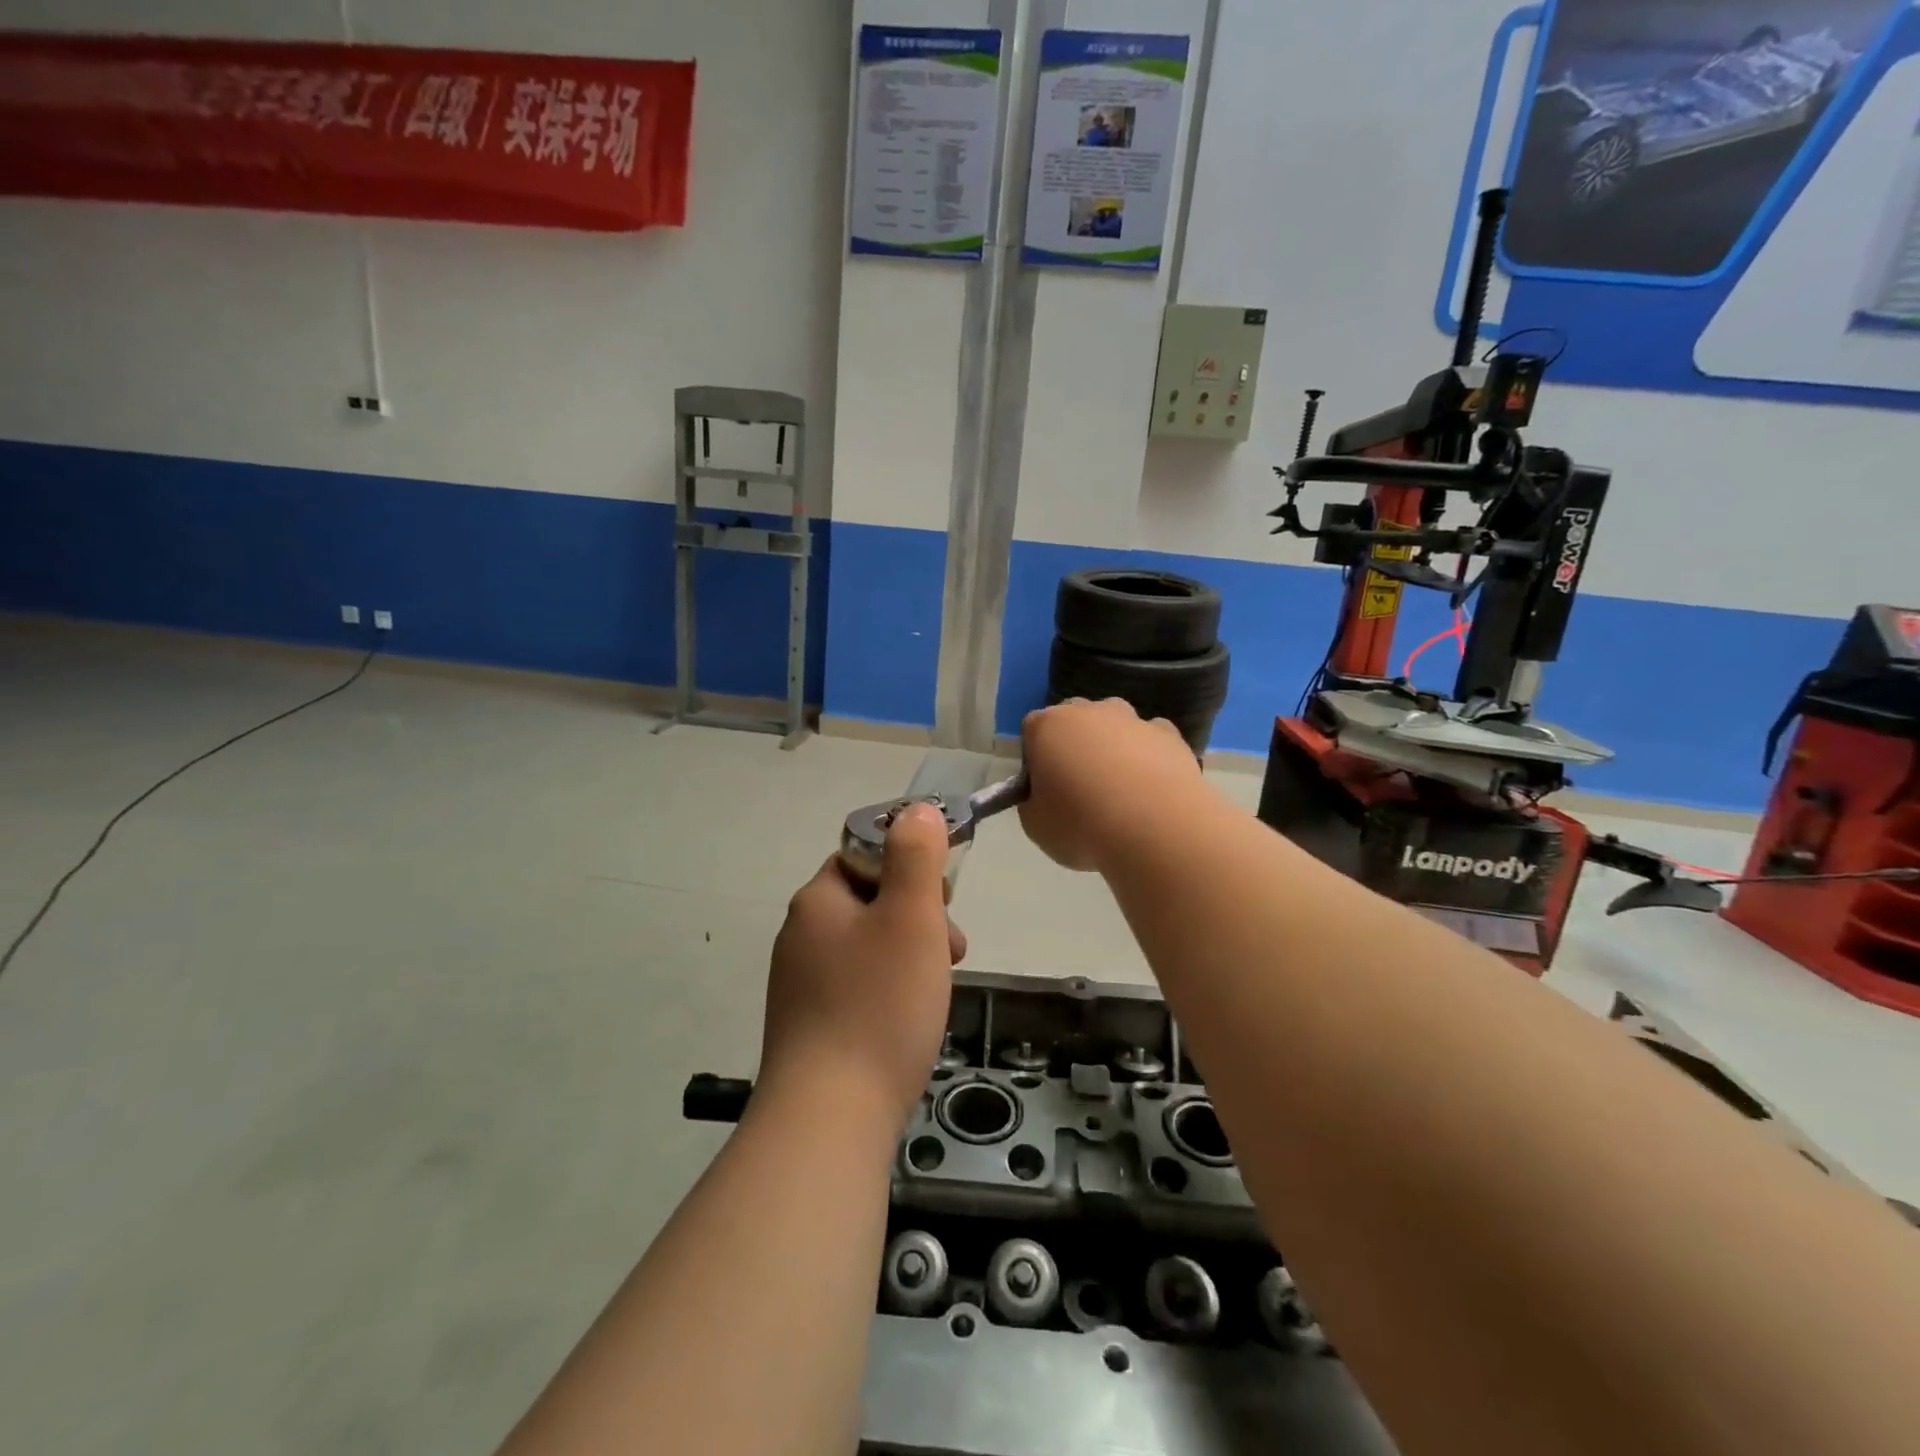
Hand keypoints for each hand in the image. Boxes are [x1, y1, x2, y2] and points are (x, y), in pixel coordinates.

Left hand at [758, 804, 961, 1131]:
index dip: (908, 866)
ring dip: (908, 956)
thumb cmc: (879, 1004)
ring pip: (866, 947)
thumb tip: (915, 810)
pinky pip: (856, 987)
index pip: (863, 854)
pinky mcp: (807, 1027)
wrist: (829, 1118)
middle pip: (868, 902)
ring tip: (936, 991)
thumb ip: (915, 856)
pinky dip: (888, 992)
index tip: (942, 899)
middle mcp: (799, 935)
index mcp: (817, 900)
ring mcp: (799, 984)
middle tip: (951, 952)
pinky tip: (907, 1022)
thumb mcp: (910, 916)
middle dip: (916, 916)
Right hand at [1020, 698, 1202, 871]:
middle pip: (1074, 720)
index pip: (1032, 730)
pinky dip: (1149, 756)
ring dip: (1113, 746)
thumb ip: (1032, 802)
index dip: (1037, 758)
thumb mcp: (1035, 826)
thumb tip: (1044, 797)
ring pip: (1115, 724)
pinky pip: (1152, 740)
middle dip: (1075, 744)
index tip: (1044, 788)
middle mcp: (1088, 712)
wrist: (1155, 830)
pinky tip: (1151, 788)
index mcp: (1047, 727)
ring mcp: (1132, 720)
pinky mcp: (1169, 735)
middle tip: (1080, 787)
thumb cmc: (1081, 826)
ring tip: (1120, 790)